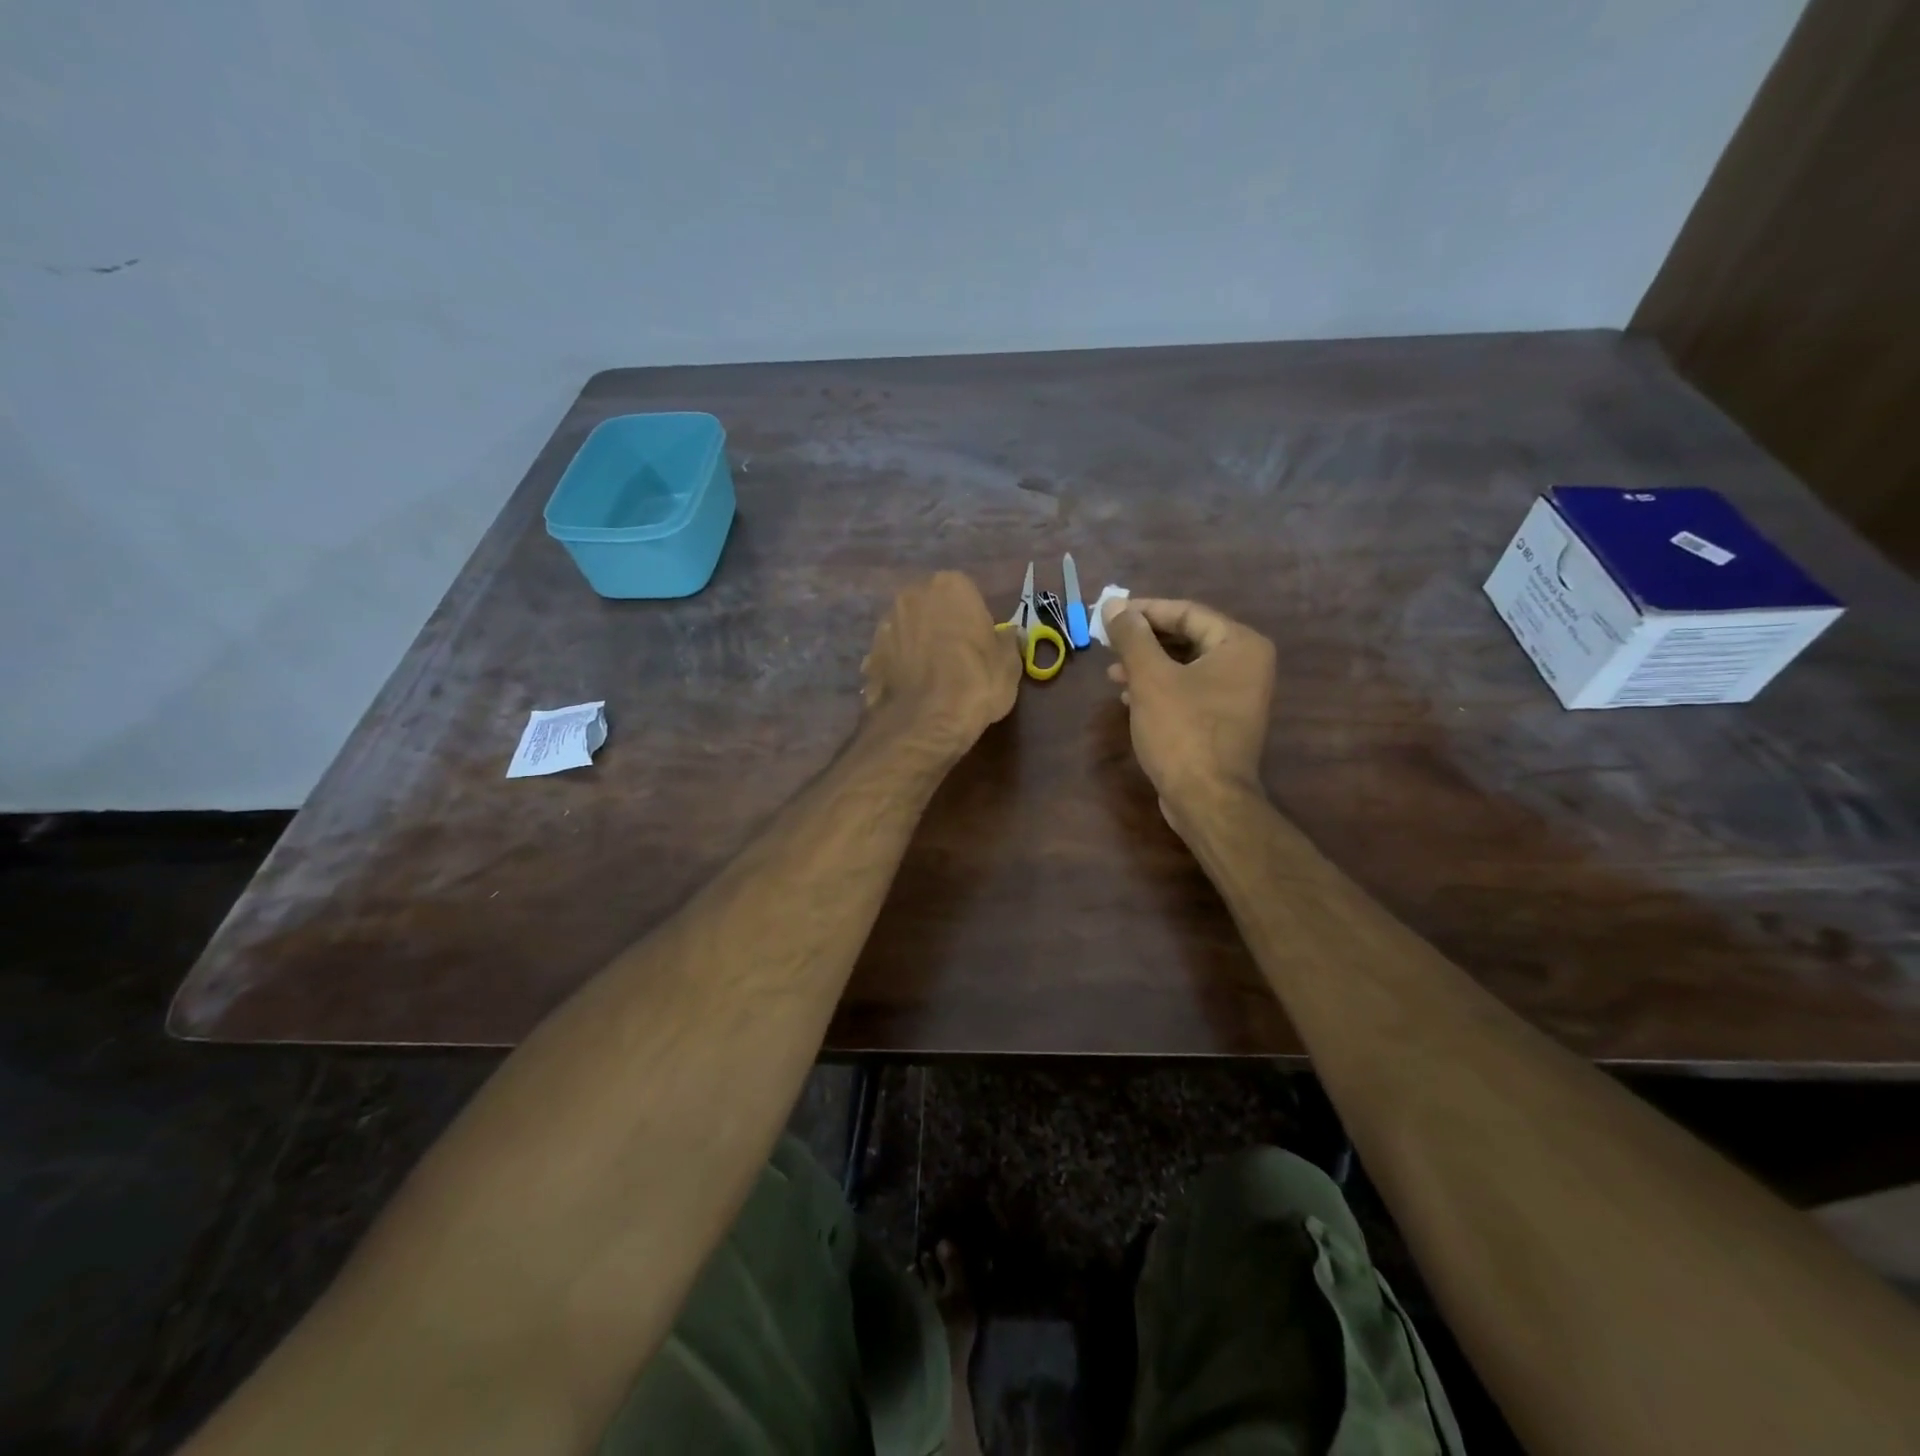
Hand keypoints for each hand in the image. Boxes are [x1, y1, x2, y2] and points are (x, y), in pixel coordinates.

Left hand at [862, 572, 1021, 757]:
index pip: (965, 592)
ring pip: (908, 630)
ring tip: (933, 677)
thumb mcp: (1009, 664)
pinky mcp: (868, 656)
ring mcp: (885, 625)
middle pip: (931, 607)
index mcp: (949, 585)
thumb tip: (1007, 634)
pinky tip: (913, 690)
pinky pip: (892, 656)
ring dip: (918, 644)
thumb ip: (1007, 641)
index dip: (974, 618)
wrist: (925, 722)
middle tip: (957, 657)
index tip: (980, 642)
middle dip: (941, 625)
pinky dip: (900, 668)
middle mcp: (911, 596)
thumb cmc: (975, 683)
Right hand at [1104, 597, 1274, 822]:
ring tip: (1113, 672)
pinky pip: (1189, 690)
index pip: (1187, 612)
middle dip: (1144, 640)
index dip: (1144, 611)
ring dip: (1147, 665)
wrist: (1207, 800)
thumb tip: (1114, 605)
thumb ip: (1132, 636)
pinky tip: (1129, 697)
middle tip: (1108, 641)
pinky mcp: (1223, 720)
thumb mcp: (1150, 677)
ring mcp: (1238, 694)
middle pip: (1187, 637)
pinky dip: (1159, 688)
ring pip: (1185, 666)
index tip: (1109, 614)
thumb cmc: (1181, 731)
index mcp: (1240, 644)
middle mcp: (1247, 664)